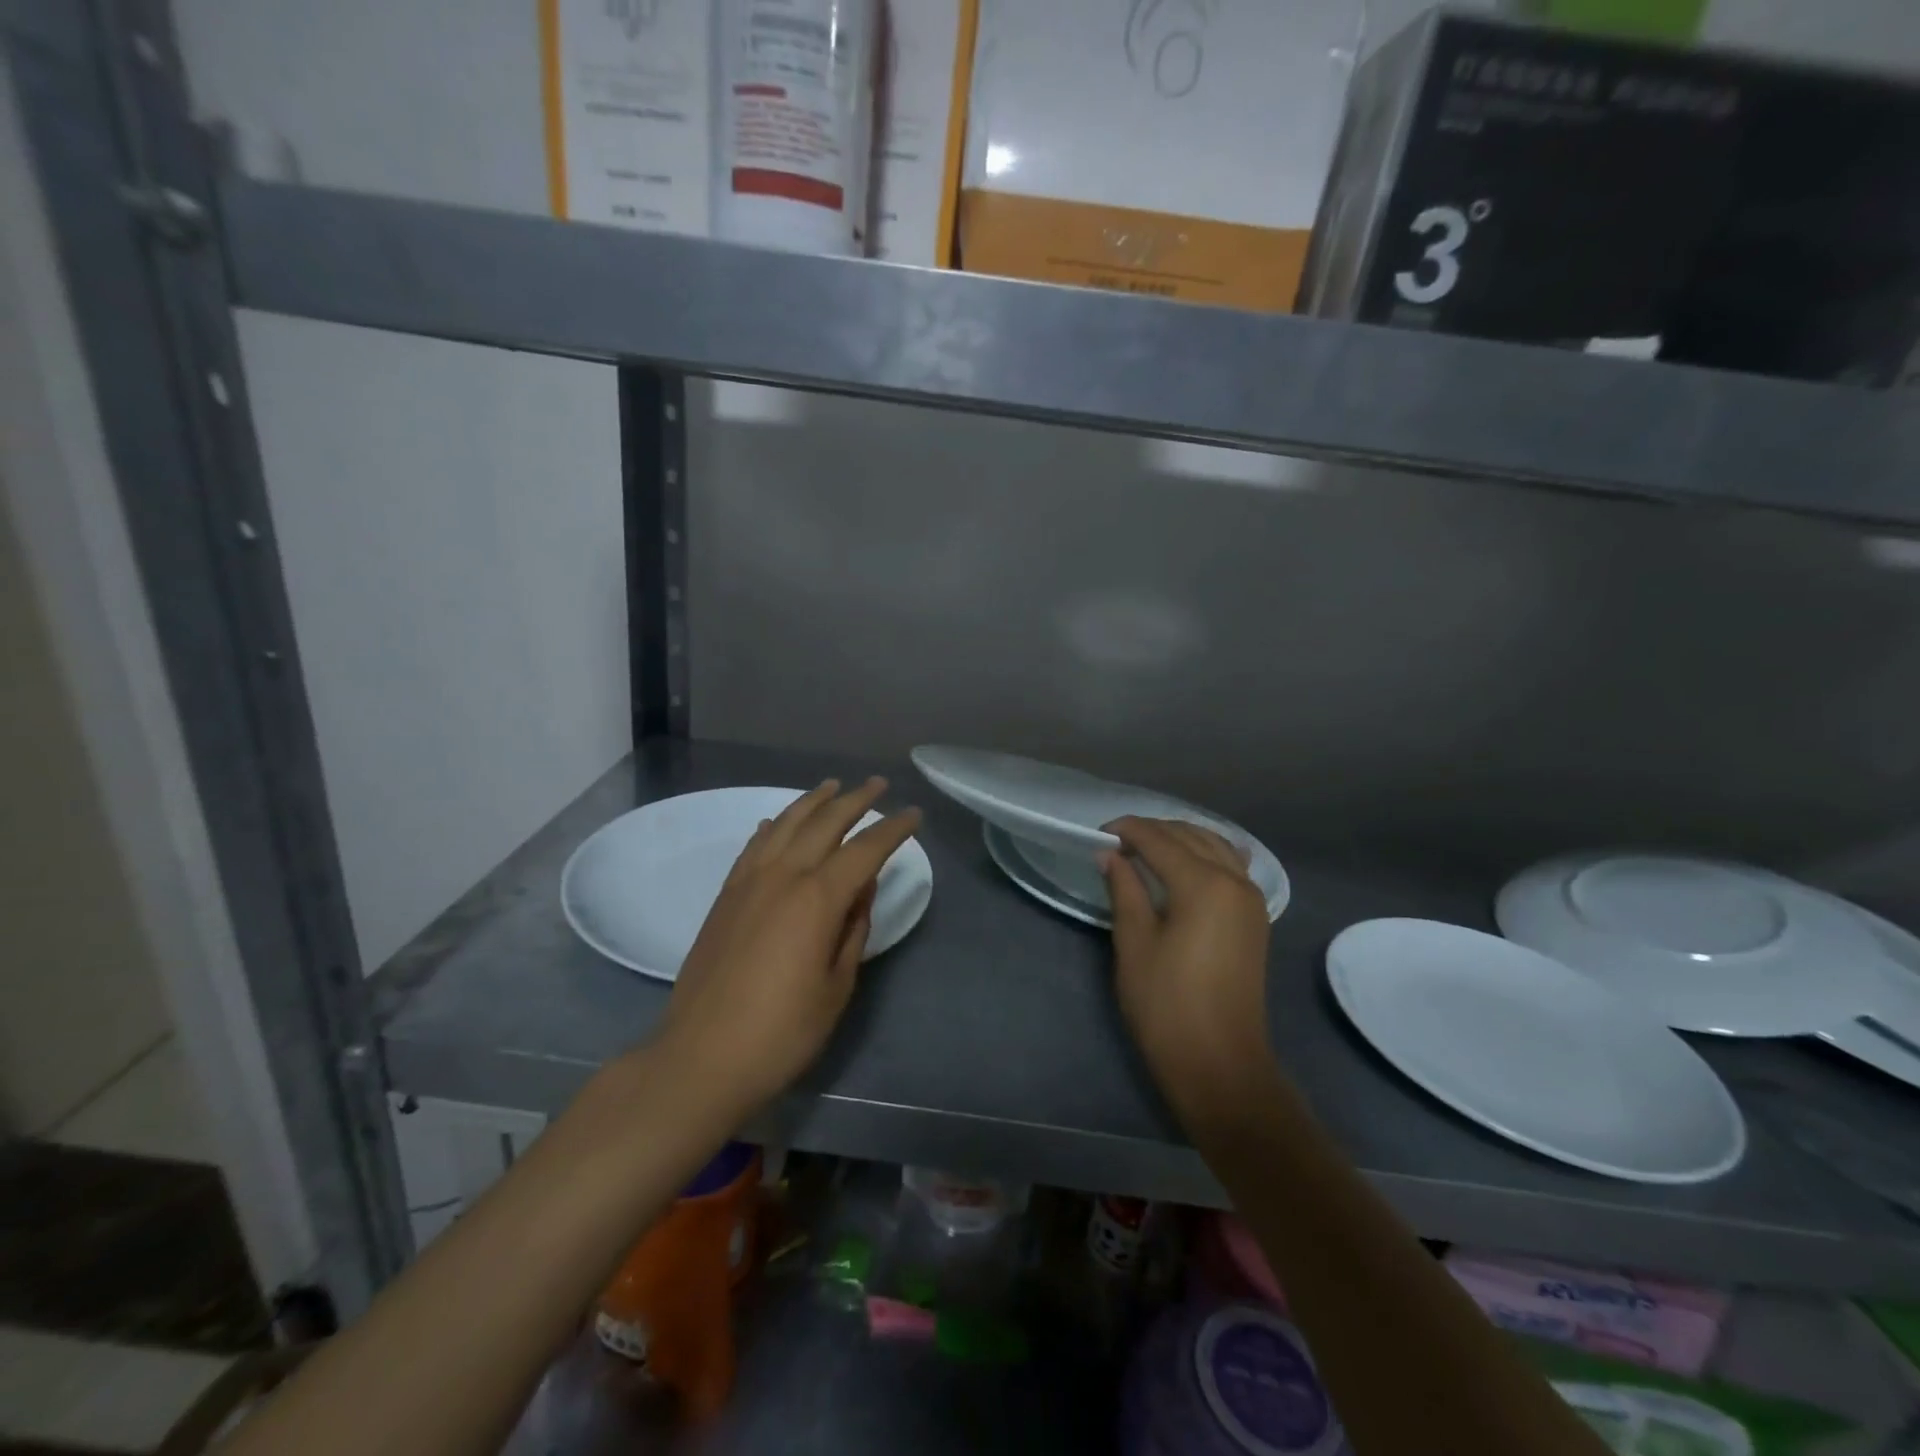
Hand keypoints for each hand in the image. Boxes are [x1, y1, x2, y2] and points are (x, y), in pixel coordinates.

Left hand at [655, 778, 921, 1115]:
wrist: (700, 1058)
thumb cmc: (781, 1032)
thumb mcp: (836, 987)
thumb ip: (852, 929)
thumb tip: (862, 889)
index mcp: (816, 899)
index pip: (864, 850)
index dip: (893, 830)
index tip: (914, 815)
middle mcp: (782, 876)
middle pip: (825, 823)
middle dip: (856, 800)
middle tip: (878, 784)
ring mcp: (748, 883)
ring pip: (785, 825)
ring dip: (813, 801)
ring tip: (833, 785)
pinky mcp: (725, 897)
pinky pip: (753, 846)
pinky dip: (773, 827)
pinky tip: (778, 822)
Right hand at [1103, 818, 1275, 1116]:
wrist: (1218, 1063)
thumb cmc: (1166, 1004)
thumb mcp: (1134, 942)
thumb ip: (1124, 889)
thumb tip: (1110, 854)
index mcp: (1203, 884)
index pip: (1159, 839)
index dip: (1126, 830)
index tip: (1098, 835)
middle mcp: (1234, 880)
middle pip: (1190, 836)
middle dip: (1152, 831)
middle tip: (1116, 843)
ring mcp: (1251, 899)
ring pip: (1215, 846)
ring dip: (1181, 839)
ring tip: (1146, 850)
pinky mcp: (1255, 918)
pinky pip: (1232, 866)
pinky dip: (1208, 854)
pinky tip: (1190, 863)